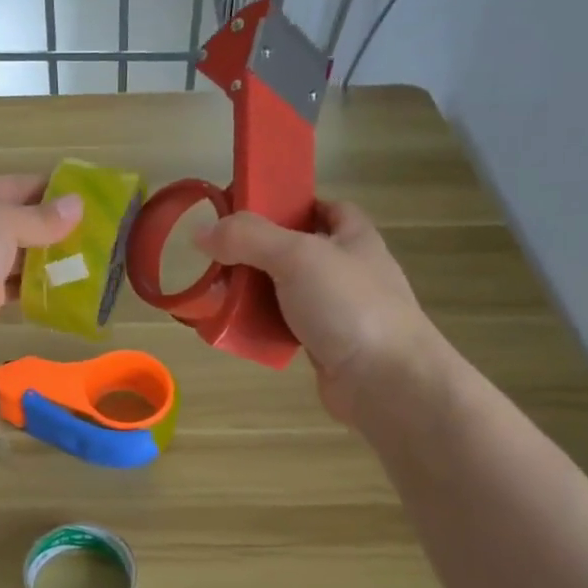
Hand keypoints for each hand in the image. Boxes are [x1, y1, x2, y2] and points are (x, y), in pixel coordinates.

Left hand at [0, 174, 81, 372]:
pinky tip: (71, 290)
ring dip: (53, 260)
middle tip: (103, 235)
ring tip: (95, 261)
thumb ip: (40, 217)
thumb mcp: (0, 222)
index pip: (20, 186)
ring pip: (22, 256)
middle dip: (59, 228)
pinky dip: (41, 288)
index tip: (95, 200)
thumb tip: (78, 205)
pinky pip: (18, 288)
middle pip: (22, 221)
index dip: (56, 192)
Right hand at [195, 199, 440, 424]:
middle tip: (221, 257)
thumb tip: (201, 232)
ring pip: (287, 292)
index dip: (289, 205)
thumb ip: (248, 239)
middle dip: (259, 253)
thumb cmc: (349, 306)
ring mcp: (338, 311)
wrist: (386, 382)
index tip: (248, 213)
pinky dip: (263, 327)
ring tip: (219, 294)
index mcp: (353, 237)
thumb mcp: (296, 257)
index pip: (323, 208)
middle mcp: (348, 270)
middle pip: (296, 251)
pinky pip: (286, 327)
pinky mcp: (325, 346)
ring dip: (256, 293)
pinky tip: (239, 330)